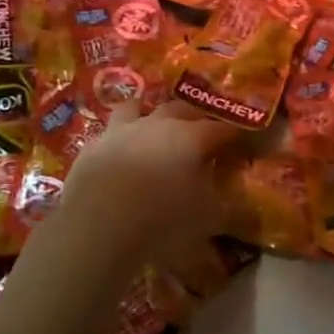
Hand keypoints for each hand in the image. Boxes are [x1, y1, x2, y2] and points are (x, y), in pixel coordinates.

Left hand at [55, 102, 240, 265]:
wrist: (99, 225)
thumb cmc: (163, 221)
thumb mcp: (207, 219)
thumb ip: (222, 202)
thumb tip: (228, 195)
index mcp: (190, 137)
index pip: (220, 128)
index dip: (232, 133)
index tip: (240, 140)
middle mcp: (157, 124)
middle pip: (181, 108)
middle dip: (194, 117)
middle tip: (200, 130)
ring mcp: (122, 130)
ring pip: (137, 107)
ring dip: (148, 114)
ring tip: (152, 127)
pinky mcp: (93, 145)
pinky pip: (110, 134)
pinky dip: (119, 139)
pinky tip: (118, 153)